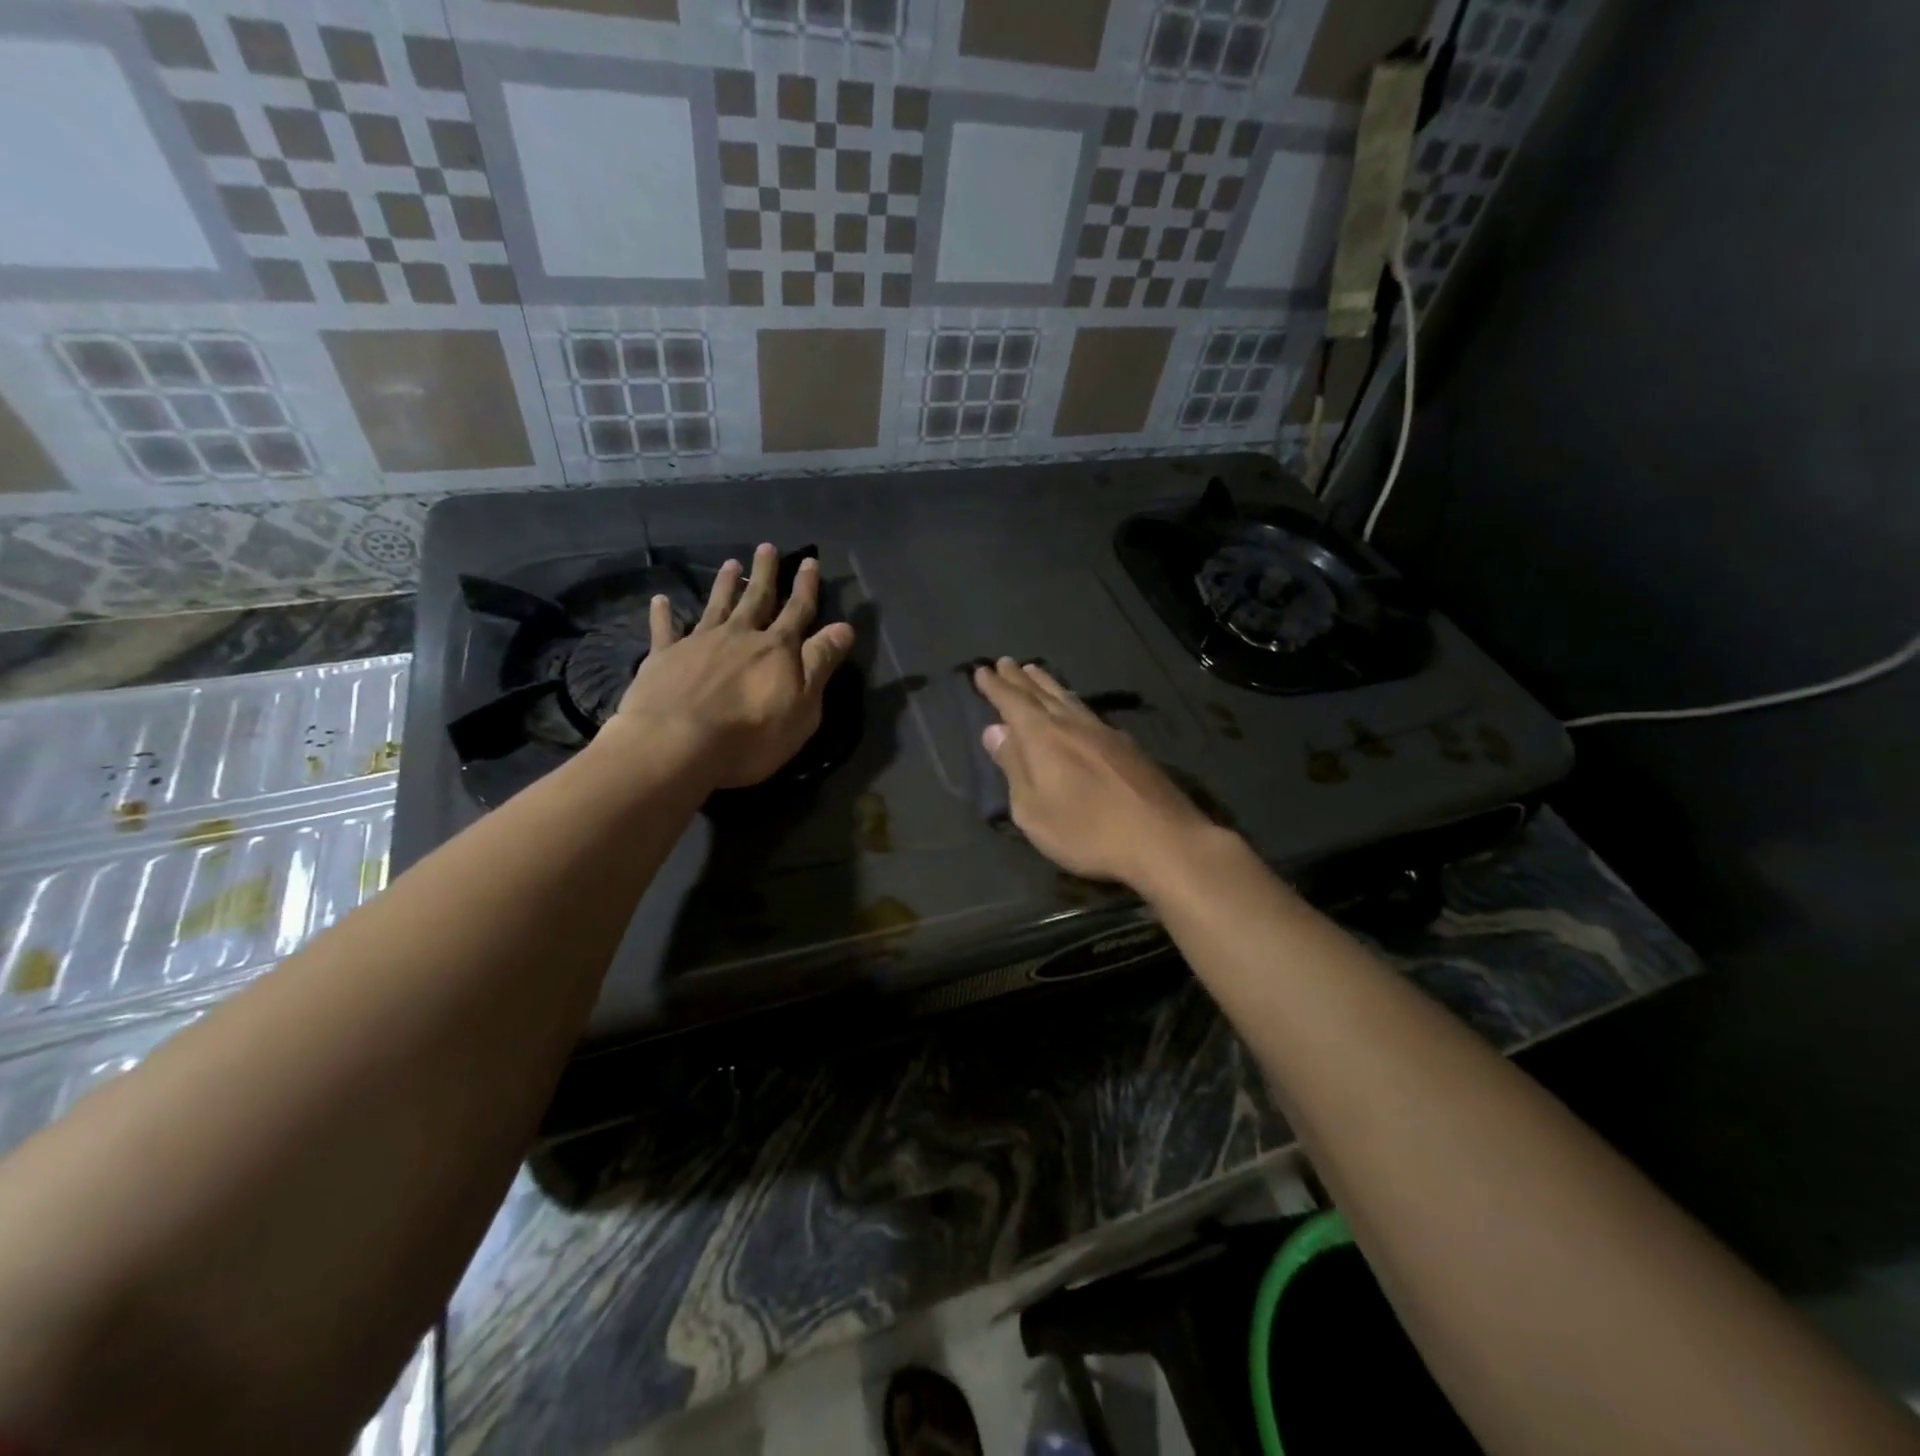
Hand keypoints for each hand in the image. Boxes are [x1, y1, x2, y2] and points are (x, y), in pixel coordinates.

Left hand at [609, 543, 854, 789]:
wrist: (677, 744)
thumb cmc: (751, 734)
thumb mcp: (803, 705)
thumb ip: (820, 663)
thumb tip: (844, 627)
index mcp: (776, 649)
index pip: (797, 611)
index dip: (805, 587)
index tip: (809, 562)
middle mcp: (739, 635)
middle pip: (756, 598)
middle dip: (765, 574)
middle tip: (767, 548)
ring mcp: (699, 643)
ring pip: (716, 606)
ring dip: (724, 584)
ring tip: (730, 563)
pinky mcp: (664, 657)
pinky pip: (665, 629)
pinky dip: (663, 613)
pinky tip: (660, 600)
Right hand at [972, 659, 1215, 889]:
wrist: (1161, 839)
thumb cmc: (1085, 830)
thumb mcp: (1033, 809)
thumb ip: (1013, 767)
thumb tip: (995, 731)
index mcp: (1043, 736)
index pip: (1012, 703)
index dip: (996, 687)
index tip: (982, 670)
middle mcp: (1072, 724)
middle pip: (1041, 694)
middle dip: (1020, 679)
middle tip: (1005, 662)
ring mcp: (1104, 732)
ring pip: (1068, 698)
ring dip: (1047, 684)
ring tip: (1035, 672)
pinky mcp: (1127, 747)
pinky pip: (1088, 711)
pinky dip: (1071, 701)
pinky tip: (1075, 708)